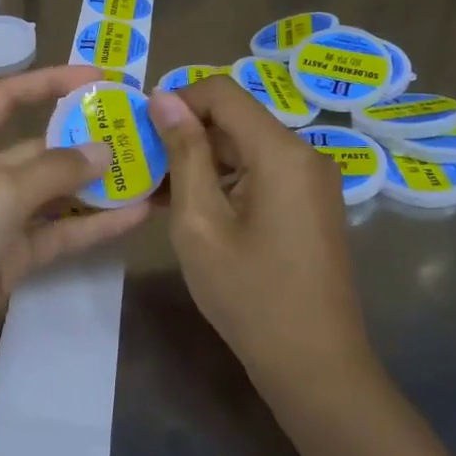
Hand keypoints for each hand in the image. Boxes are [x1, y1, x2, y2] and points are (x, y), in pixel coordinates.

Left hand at [0, 66, 152, 410]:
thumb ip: (53, 170)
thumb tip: (103, 150)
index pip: (4, 99)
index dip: (48, 83)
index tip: (98, 79)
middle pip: (34, 147)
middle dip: (82, 139)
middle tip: (137, 131)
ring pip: (50, 195)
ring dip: (94, 186)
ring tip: (148, 172)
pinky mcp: (6, 262)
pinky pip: (53, 235)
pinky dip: (89, 226)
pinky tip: (133, 217)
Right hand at [150, 77, 374, 394]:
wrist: (315, 364)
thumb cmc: (249, 294)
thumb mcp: (200, 222)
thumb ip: (183, 153)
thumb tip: (164, 97)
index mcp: (281, 151)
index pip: (223, 92)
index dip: (178, 99)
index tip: (140, 128)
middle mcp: (304, 153)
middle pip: (236, 118)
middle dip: (186, 133)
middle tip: (141, 164)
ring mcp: (312, 180)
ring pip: (245, 146)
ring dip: (202, 159)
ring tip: (158, 191)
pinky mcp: (311, 203)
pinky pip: (261, 172)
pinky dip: (225, 180)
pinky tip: (191, 208)